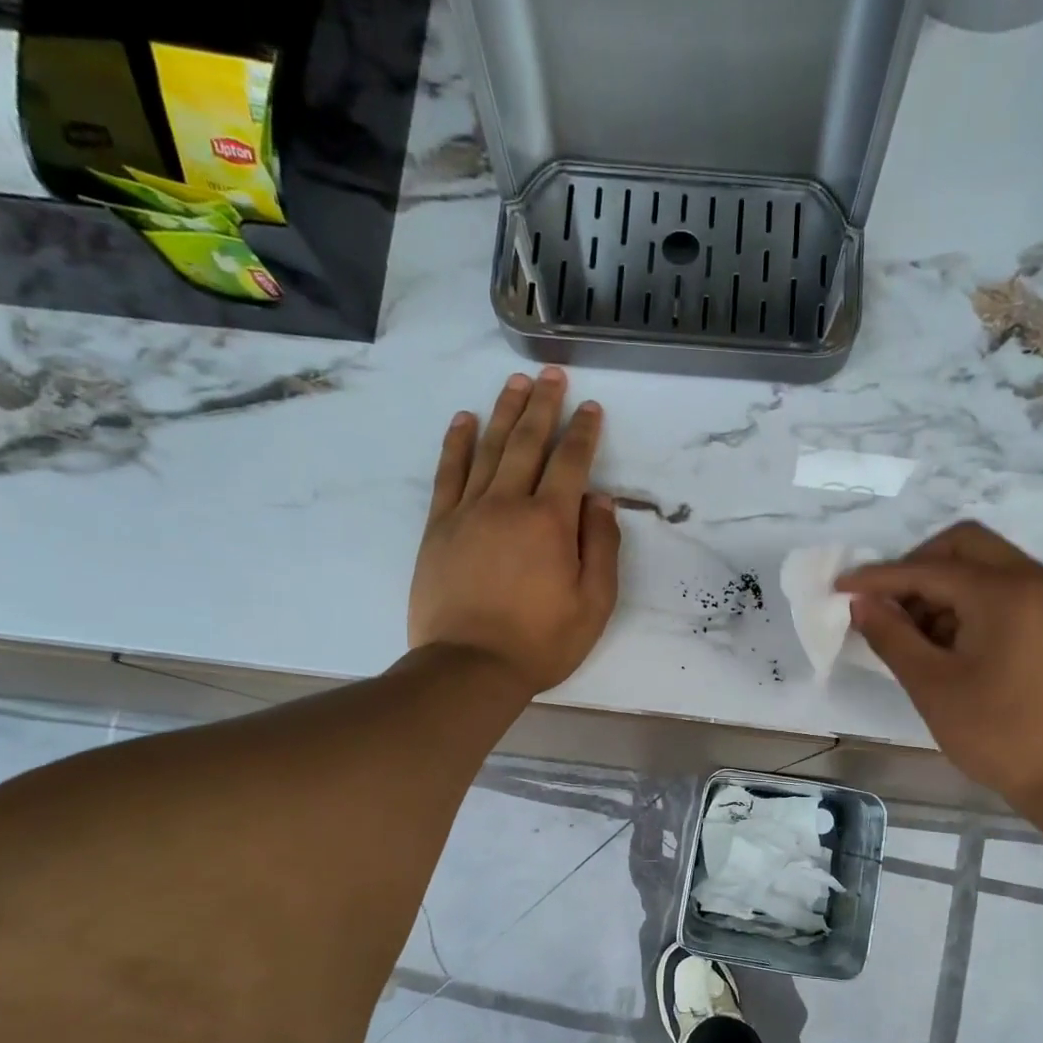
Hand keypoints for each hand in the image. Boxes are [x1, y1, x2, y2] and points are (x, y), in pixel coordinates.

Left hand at [408, 369, 620, 693]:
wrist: (469, 667)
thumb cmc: (541, 642)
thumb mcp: (594, 604)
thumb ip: (601, 547)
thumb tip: (599, 500)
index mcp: (551, 522)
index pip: (571, 463)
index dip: (583, 433)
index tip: (591, 409)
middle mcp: (509, 504)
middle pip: (527, 442)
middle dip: (543, 405)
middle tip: (552, 375)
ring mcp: (468, 512)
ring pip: (488, 448)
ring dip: (504, 412)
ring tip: (516, 383)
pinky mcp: (440, 527)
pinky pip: (448, 474)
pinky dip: (457, 443)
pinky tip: (463, 421)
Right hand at [835, 522, 1042, 814]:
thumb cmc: (998, 733)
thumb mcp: (931, 685)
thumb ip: (891, 635)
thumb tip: (860, 602)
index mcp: (1006, 592)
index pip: (929, 568)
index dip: (879, 577)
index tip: (840, 587)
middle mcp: (1034, 579)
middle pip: (963, 545)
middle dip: (916, 568)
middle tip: (886, 606)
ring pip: (983, 565)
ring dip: (941, 586)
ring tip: (913, 634)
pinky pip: (1002, 588)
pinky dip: (968, 601)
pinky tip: (946, 641)